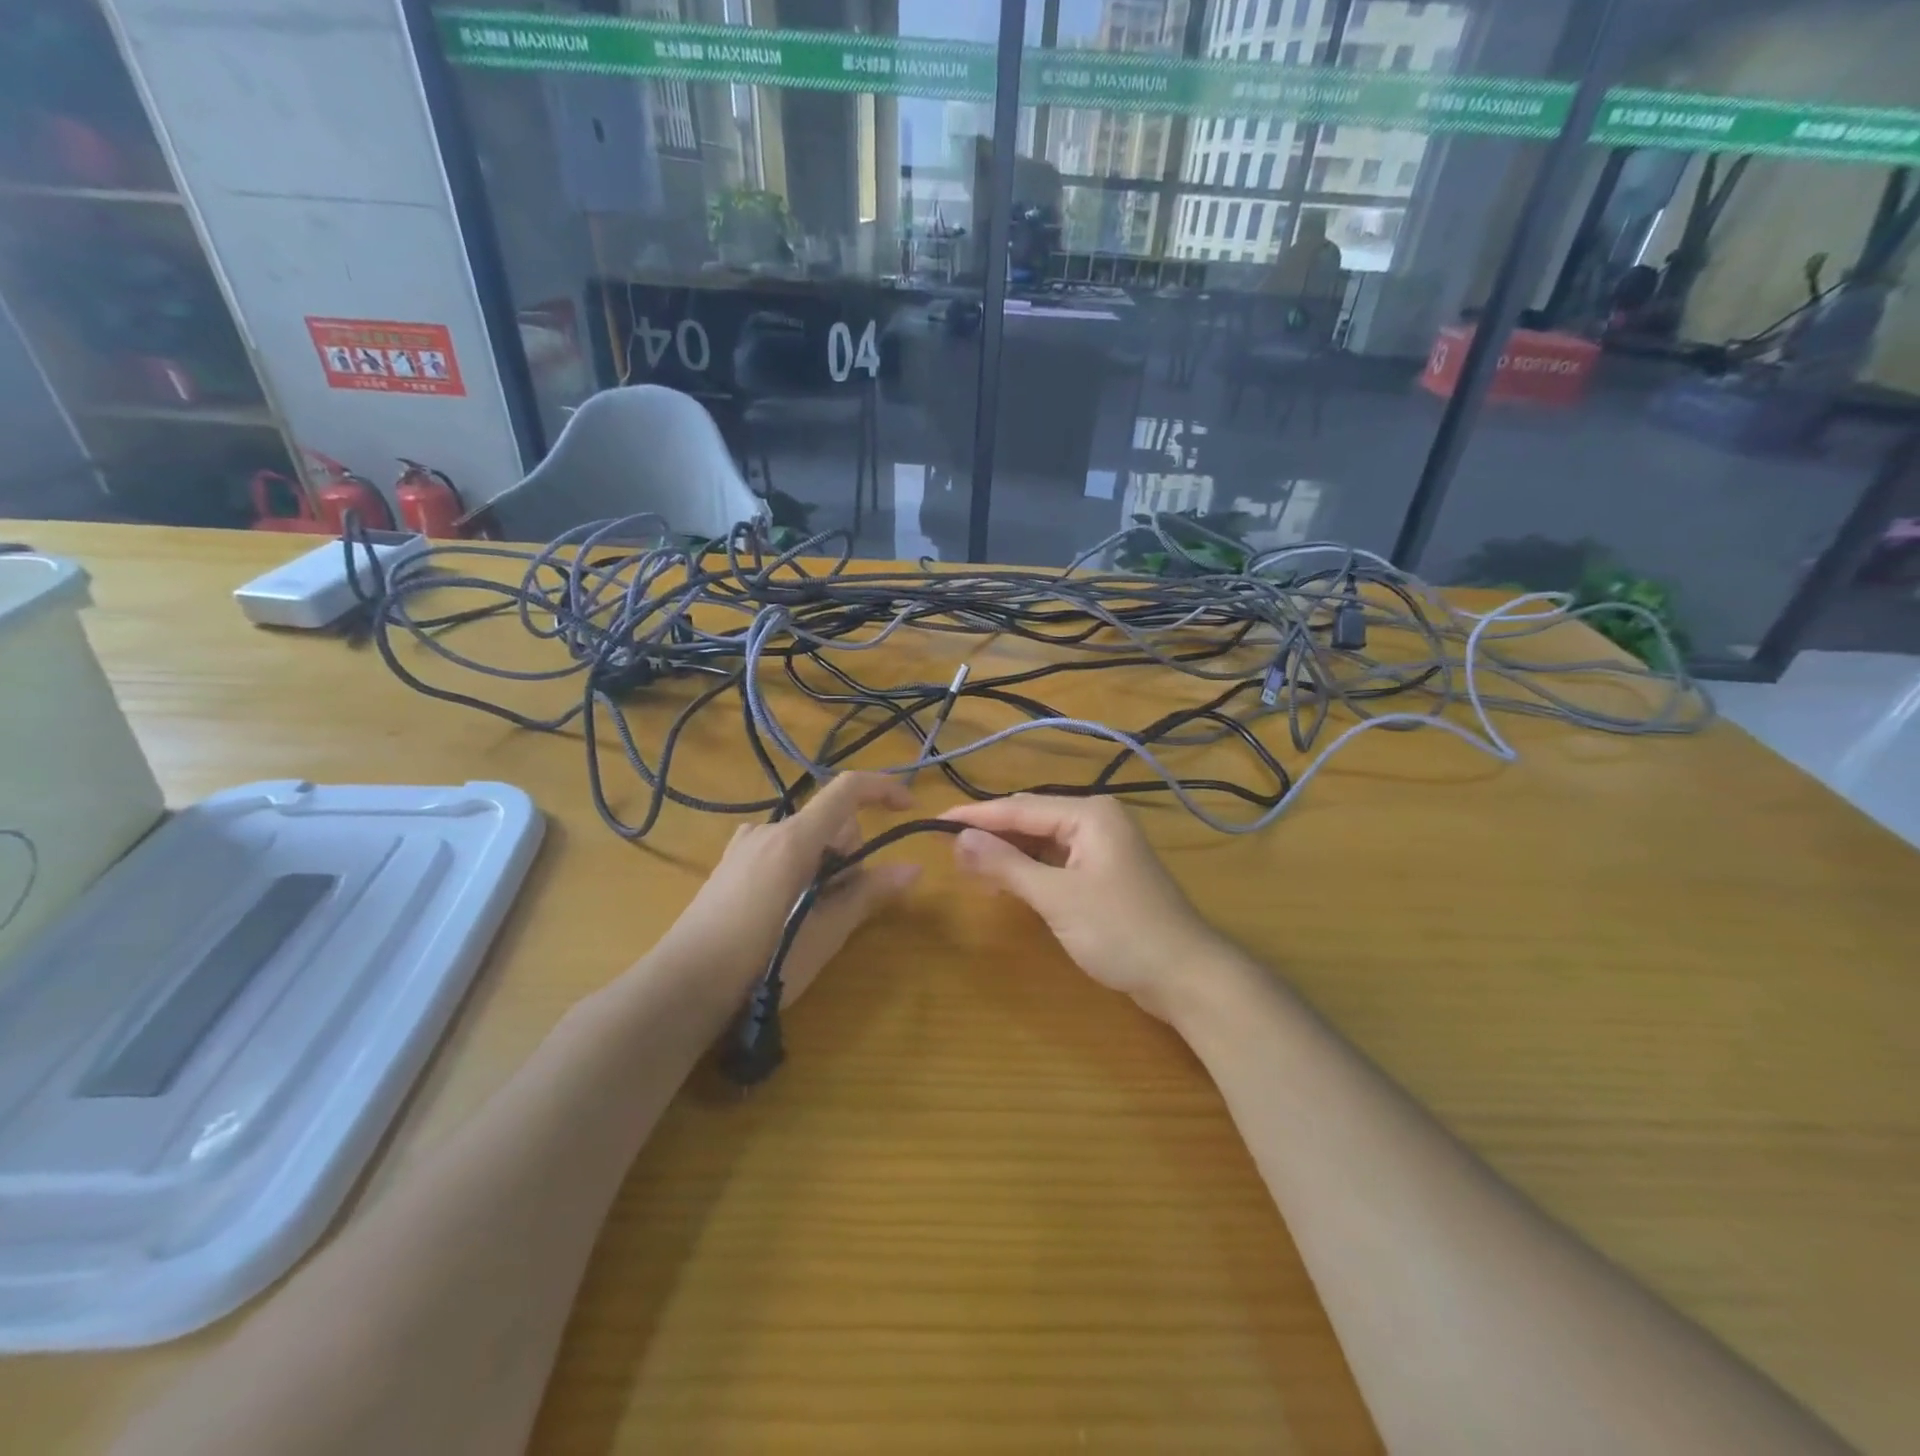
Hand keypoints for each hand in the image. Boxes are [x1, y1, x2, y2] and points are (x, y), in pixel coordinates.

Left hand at [658, 773, 919, 1005]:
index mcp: (794, 840)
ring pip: (805, 839)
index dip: (884, 789)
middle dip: (849, 854)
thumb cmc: (761, 963)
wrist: (682, 989)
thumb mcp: (824, 933)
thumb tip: (913, 869)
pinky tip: (782, 910)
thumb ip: (868, 895)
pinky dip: (796, 868)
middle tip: (841, 906)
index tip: (909, 811)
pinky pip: (779, 850)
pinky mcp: (729, 864)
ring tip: (810, 917)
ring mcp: (743, 845)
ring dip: (823, 866)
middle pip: (829, 822)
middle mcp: (768, 830)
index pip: (847, 790)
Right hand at [940, 795, 1235, 1021]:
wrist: (1186, 976)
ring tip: (968, 866)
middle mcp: (1096, 821)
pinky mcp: (1104, 875)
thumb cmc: (1121, 931)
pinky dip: (1029, 871)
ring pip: (1042, 842)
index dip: (976, 816)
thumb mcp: (1056, 898)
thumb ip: (1005, 866)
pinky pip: (1056, 862)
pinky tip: (1005, 883)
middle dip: (990, 834)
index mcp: (1089, 814)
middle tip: (945, 847)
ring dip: (1008, 854)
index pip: (1019, 808)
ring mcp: (1102, 848)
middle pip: (1031, 820)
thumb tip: (958, 838)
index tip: (934, 821)